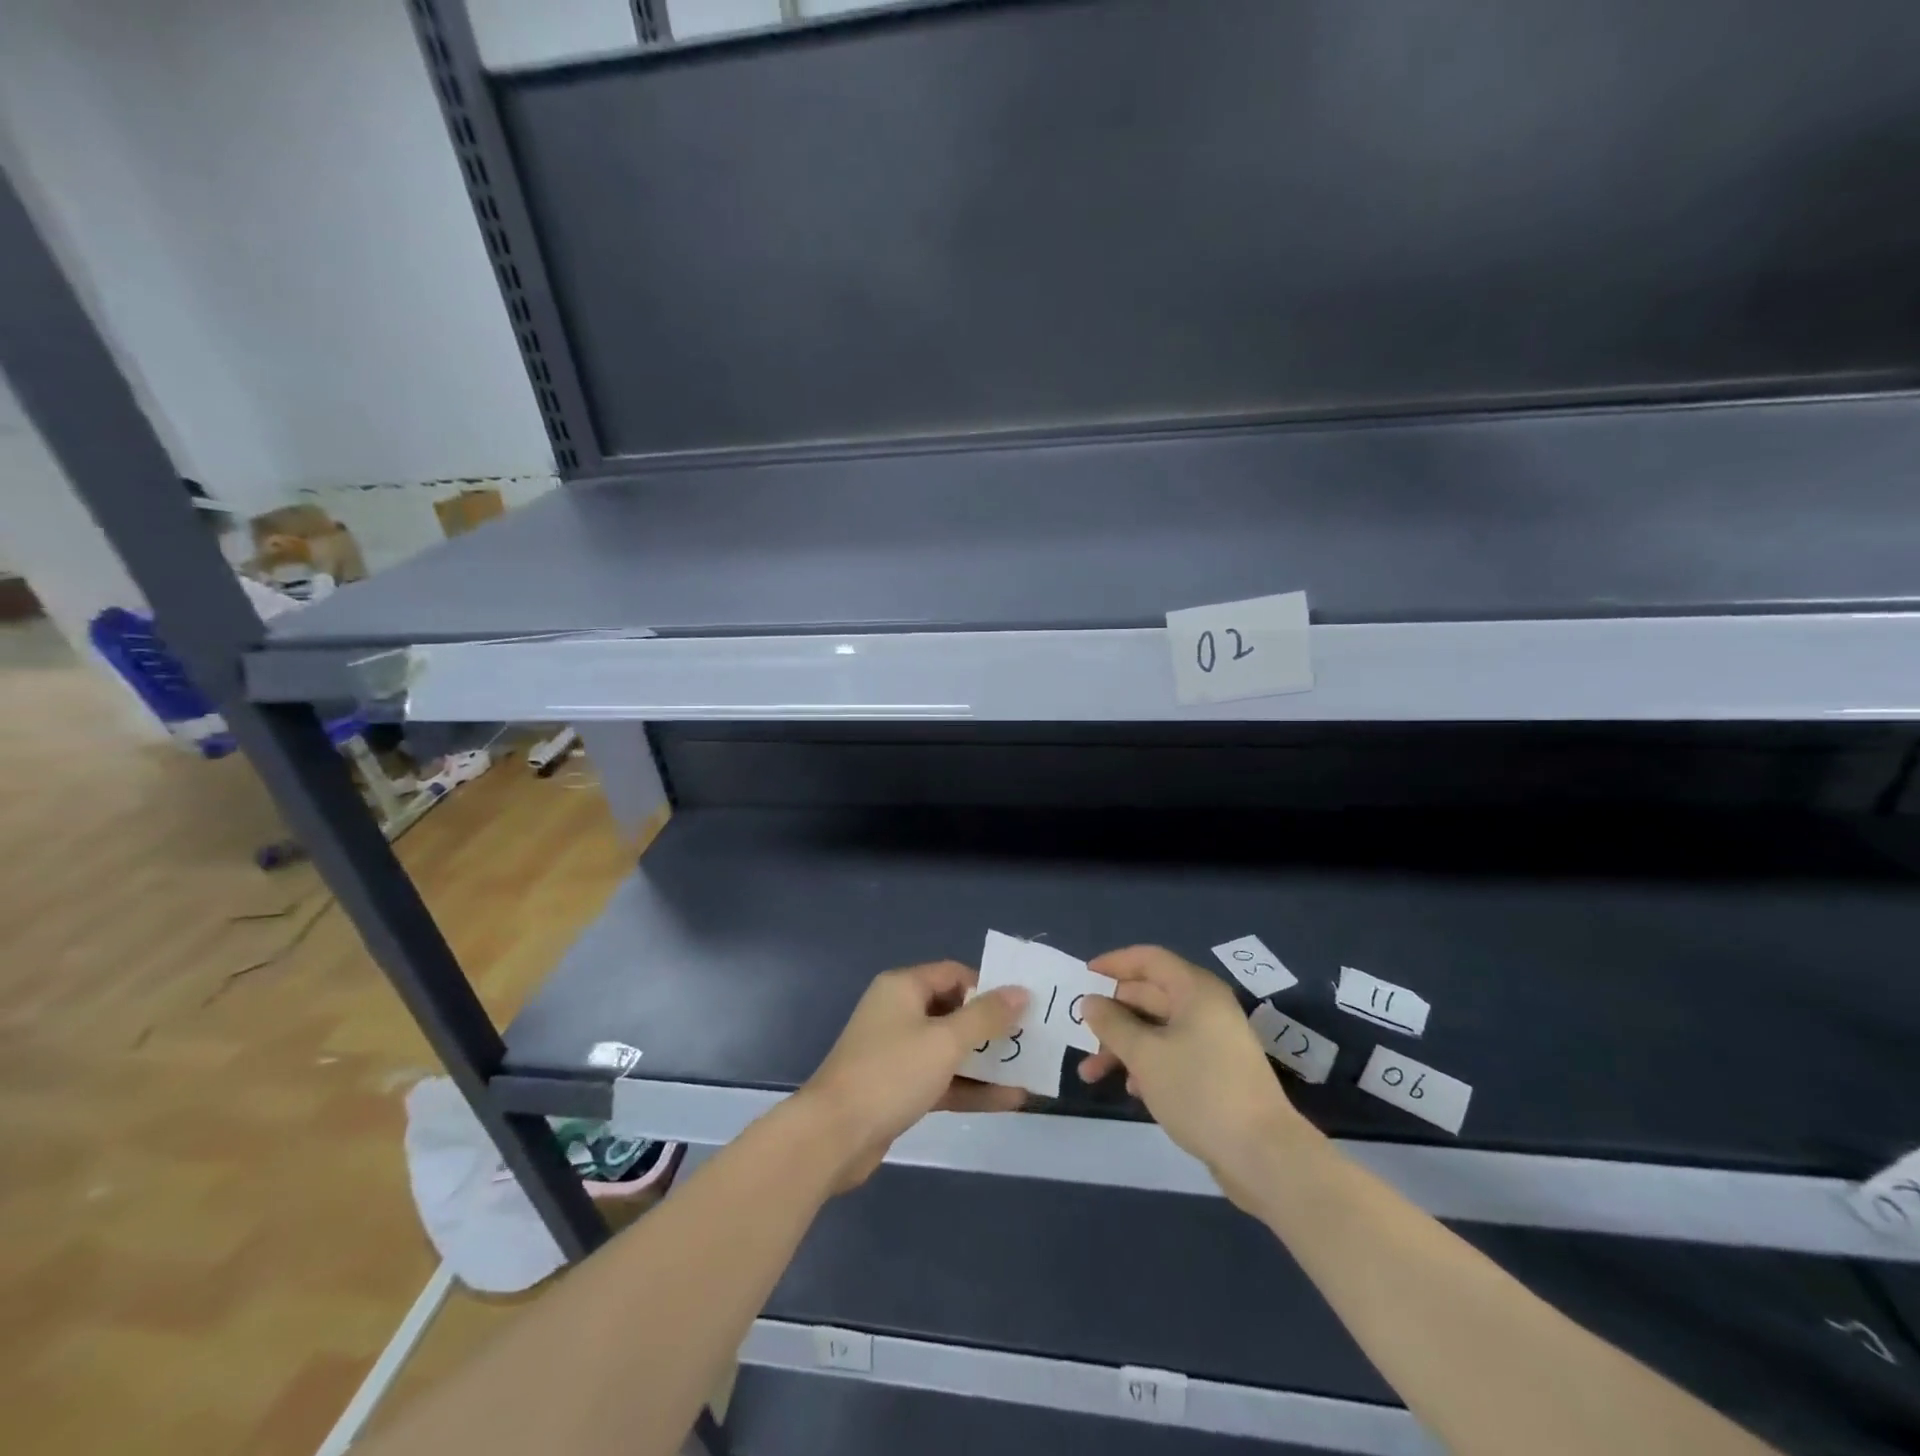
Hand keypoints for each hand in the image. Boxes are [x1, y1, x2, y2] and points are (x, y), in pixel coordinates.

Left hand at [799, 961, 1029, 1191]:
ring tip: (1028, 1071)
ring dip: (986, 1060)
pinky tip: (1009, 1100)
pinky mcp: (898, 1088)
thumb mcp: (945, 1041)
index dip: (988, 987)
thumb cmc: (891, 1074)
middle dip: (992, 1027)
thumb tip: (1021, 991)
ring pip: (950, 1049)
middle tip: (1030, 1039)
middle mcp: (899, 1012)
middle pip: (954, 1011)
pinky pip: (942, 1079)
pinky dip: (970, 1087)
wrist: (833, 1136)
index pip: (954, 974)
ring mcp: (897, 1052)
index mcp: (903, 987)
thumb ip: (986, 1016)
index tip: (1022, 1007)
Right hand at [1079, 945, 1313, 1207]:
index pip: (1148, 959)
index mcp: (1194, 990)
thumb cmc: (1199, 1090)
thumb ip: (1112, 1024)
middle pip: (1149, 995)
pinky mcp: (1216, 1072)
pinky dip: (1147, 1064)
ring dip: (1123, 1045)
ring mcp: (1213, 1040)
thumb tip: (1091, 1002)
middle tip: (1079, 1031)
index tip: (1083, 977)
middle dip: (1112, 1014)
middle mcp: (1205, 1007)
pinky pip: (1172, 1054)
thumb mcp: (1145, 1055)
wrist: (1263, 1155)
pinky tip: (1130, 1089)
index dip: (1114, 963)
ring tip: (1091, 1073)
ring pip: (1157, 1029)